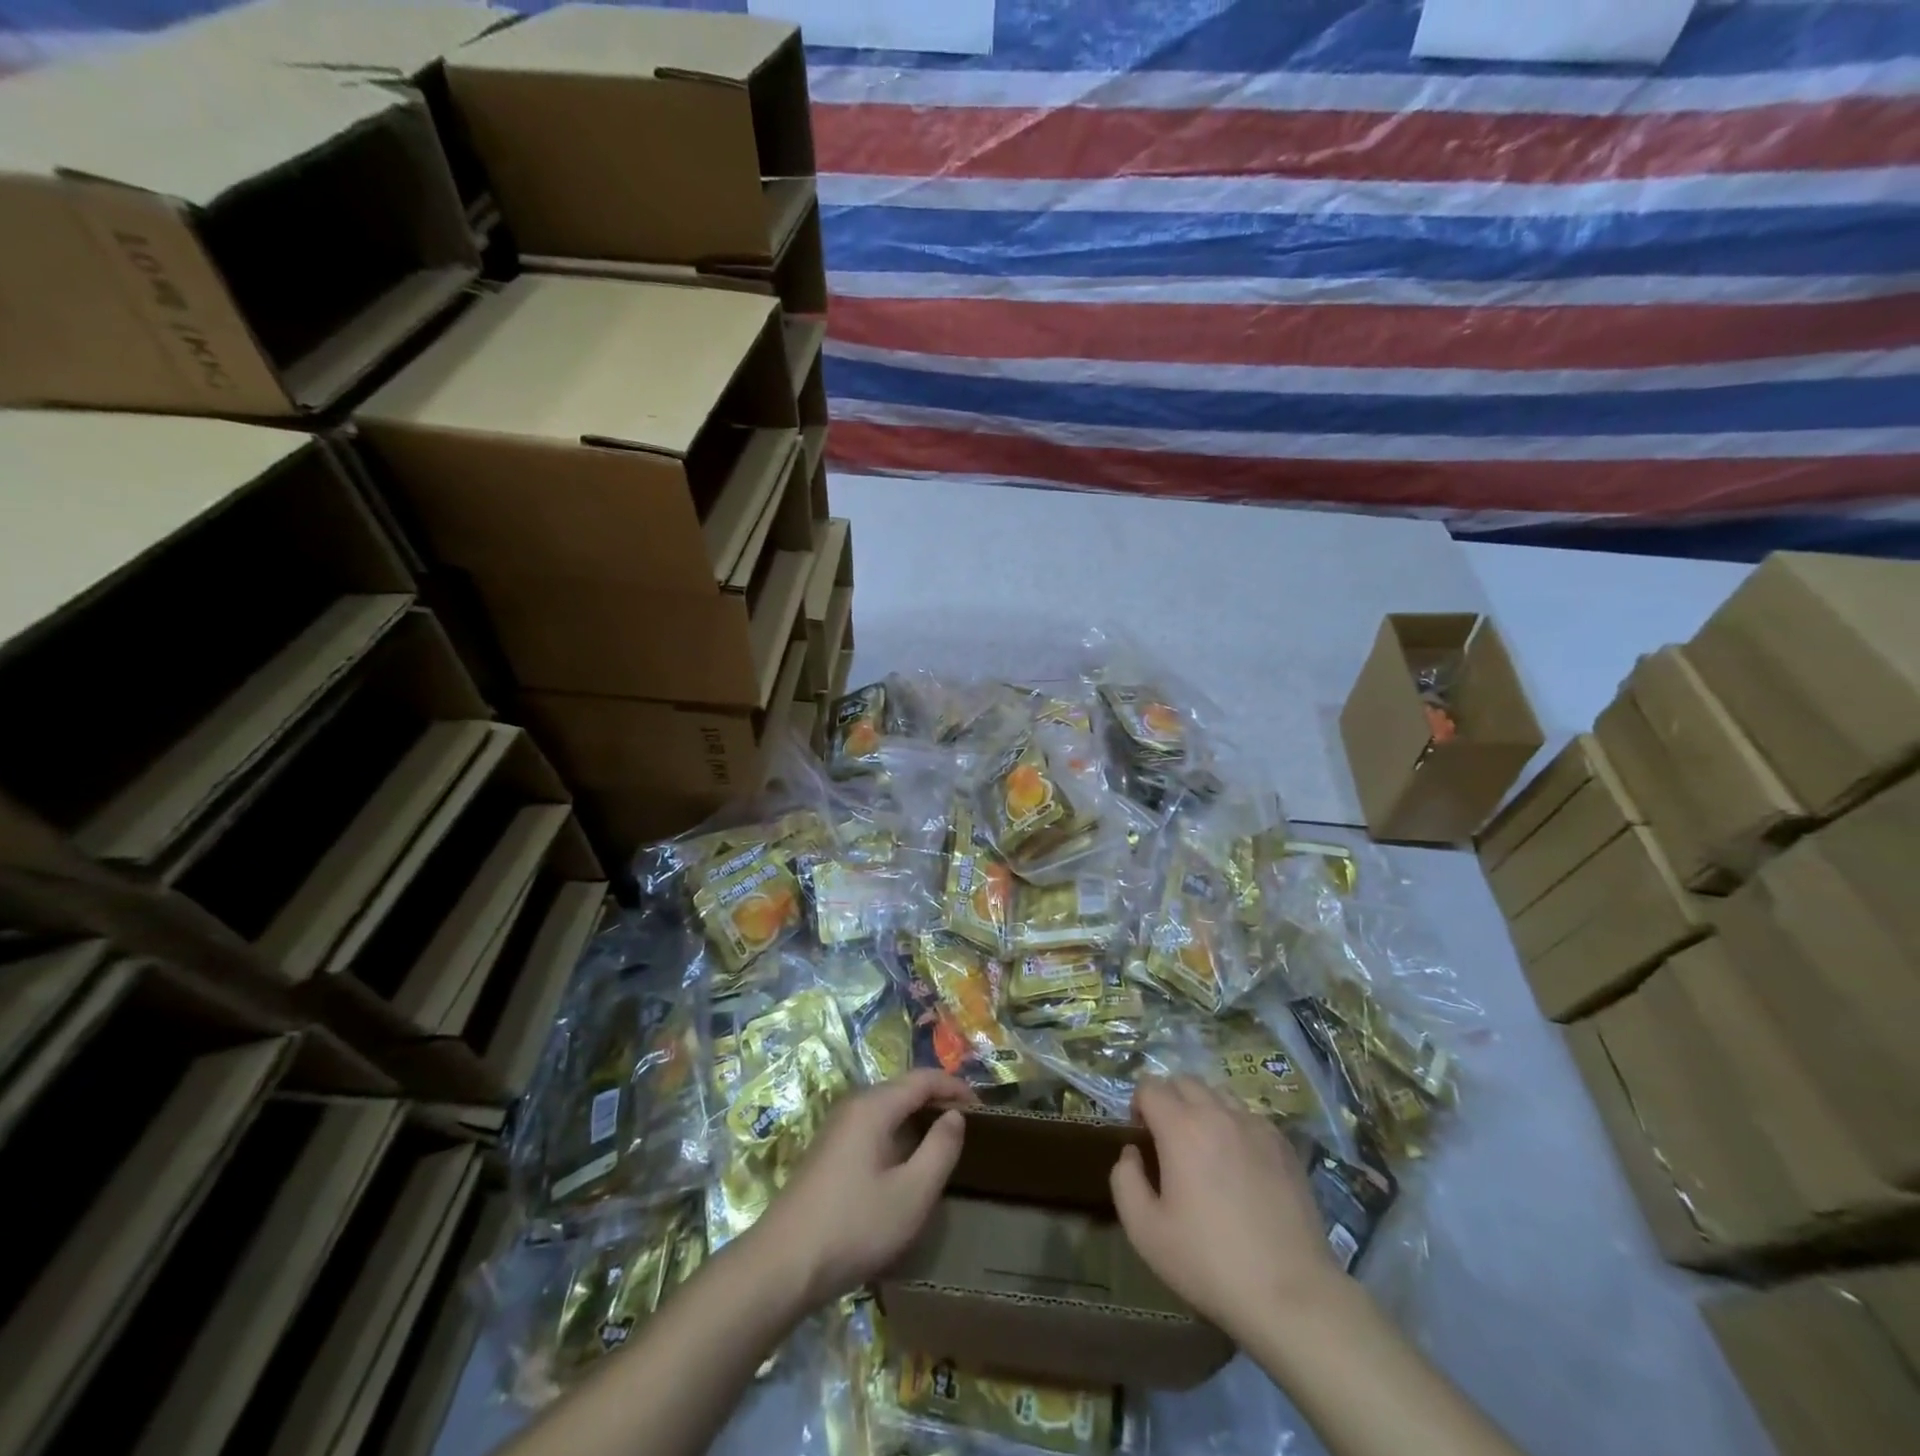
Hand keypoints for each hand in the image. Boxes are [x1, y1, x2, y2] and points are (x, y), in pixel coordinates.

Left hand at [751, 1070, 976, 1307]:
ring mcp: (837, 1127)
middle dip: (938, 1101)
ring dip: (918, 1119)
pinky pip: (873, 1127)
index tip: (984, 1110)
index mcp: (874, 1106)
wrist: (782, 1265)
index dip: (956, 1087)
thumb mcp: (911, 1194)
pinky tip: (907, 1166)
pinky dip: (899, 1134)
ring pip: (888, 1109)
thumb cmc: (854, 1226)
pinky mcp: (829, 1151)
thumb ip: (940, 1149)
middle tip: (968, 1129)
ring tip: (944, 1146)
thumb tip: (955, 1116)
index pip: (924, 1078)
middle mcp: (854, 1105)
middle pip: (904, 1089)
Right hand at [1110, 1076, 1342, 1342]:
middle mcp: (1218, 1114)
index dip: (1138, 1105)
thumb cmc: (1209, 1262)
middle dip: (1169, 1099)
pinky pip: (1250, 1117)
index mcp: (1181, 1127)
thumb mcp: (1144, 1230)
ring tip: (1205, 1149)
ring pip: (1220, 1094)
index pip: (1150, 1086)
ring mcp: (1256, 1126)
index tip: (1142, 1136)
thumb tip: (1132, 1152)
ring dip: (1203, 1108)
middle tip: (1169, 1140)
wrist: (1291, 1295)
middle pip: (1185, 1081)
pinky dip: (1236, 1127)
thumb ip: (1124, 1179)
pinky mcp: (1285, 1146)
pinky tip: (1240, 1165)